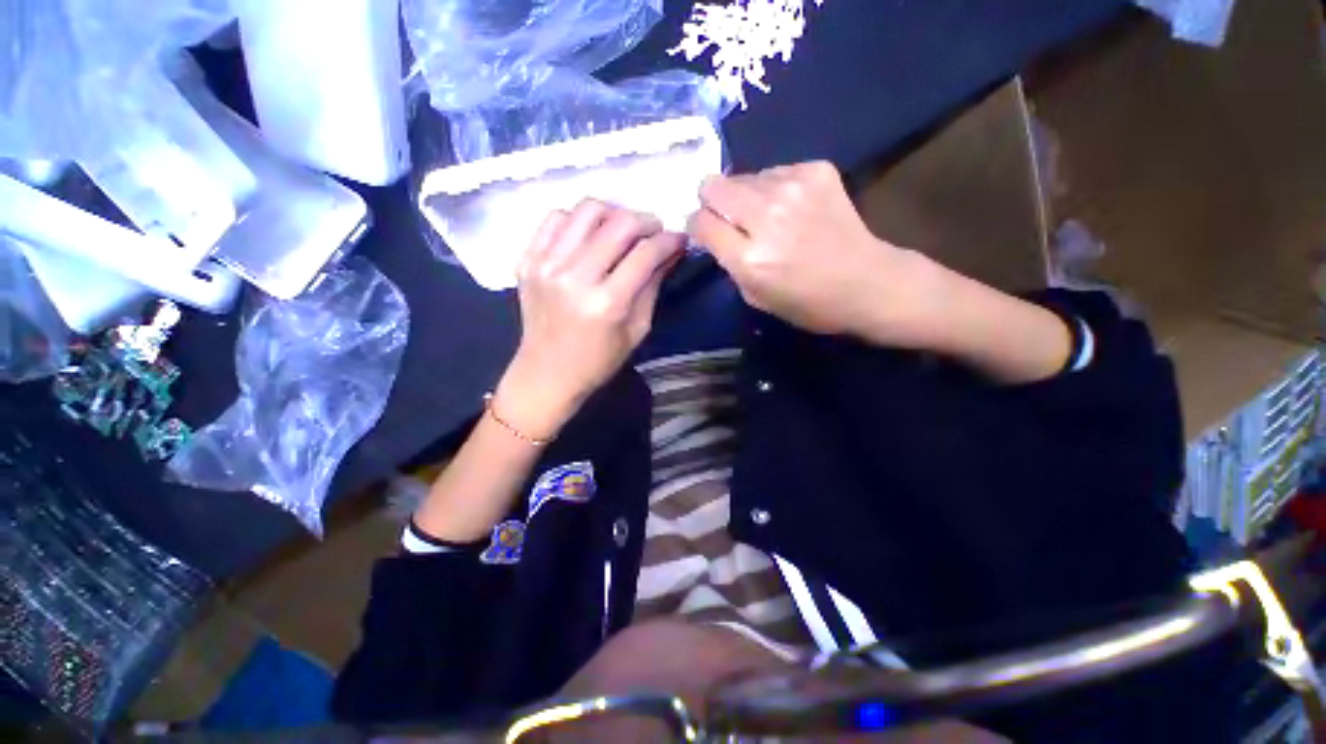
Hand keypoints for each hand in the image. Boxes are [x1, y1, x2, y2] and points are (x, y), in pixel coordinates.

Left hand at [494, 200, 683, 439]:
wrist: (547, 372)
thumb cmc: (599, 360)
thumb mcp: (637, 329)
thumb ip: (653, 285)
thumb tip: (671, 250)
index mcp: (607, 303)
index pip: (645, 253)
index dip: (669, 240)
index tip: (679, 239)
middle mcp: (575, 277)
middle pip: (619, 224)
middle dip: (647, 221)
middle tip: (655, 232)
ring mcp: (546, 264)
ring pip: (587, 210)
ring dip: (614, 213)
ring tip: (622, 230)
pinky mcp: (527, 260)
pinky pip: (556, 218)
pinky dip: (579, 219)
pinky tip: (589, 235)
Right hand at [687, 161, 942, 345]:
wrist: (867, 282)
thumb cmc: (807, 303)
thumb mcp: (755, 297)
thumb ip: (729, 263)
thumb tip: (715, 231)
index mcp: (749, 258)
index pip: (700, 221)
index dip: (698, 225)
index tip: (706, 231)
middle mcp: (766, 216)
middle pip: (713, 186)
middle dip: (713, 201)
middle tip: (730, 217)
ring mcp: (793, 187)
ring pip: (743, 176)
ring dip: (747, 196)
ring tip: (769, 217)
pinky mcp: (816, 170)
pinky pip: (775, 171)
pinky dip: (775, 188)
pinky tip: (794, 208)